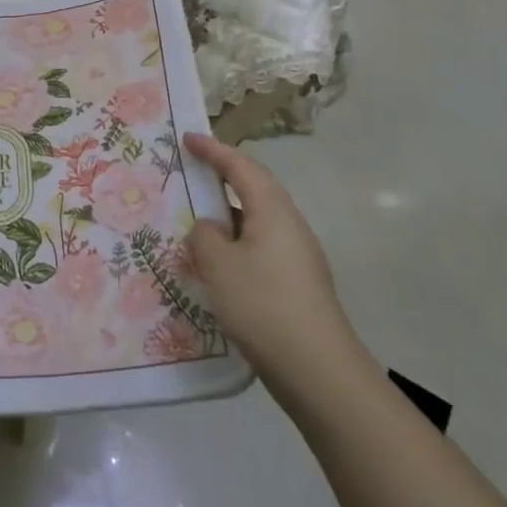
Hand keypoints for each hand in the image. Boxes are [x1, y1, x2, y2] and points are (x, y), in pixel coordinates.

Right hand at [184, 132, 363, 377]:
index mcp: (272, 210)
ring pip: (256, 221)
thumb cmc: (262, 304)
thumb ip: (204, 236)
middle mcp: (289, 225)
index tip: (188, 137)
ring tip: (195, 221)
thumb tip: (209, 228)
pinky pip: (259, 247)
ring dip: (226, 216)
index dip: (213, 150)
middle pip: (254, 189)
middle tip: (191, 171)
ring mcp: (297, 256)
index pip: (240, 167)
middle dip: (223, 177)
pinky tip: (216, 265)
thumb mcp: (218, 264)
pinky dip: (234, 244)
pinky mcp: (296, 283)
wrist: (317, 370)